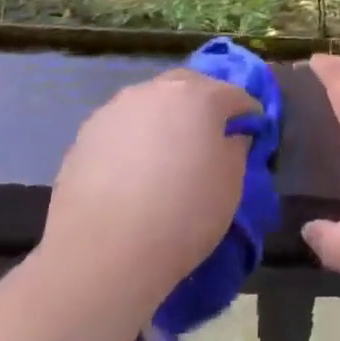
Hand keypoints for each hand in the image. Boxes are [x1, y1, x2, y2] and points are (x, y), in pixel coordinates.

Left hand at [41, 69, 258, 301]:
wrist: (103, 254)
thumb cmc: (182, 216)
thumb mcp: (230, 186)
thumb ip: (236, 149)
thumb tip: (231, 135)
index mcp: (200, 96)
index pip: (235, 94)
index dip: (247, 112)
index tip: (252, 131)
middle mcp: (158, 90)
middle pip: (189, 86)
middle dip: (204, 103)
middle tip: (209, 135)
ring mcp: (118, 108)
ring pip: (152, 103)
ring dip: (165, 118)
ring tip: (166, 154)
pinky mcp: (87, 132)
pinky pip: (123, 126)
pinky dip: (134, 138)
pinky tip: (132, 171)